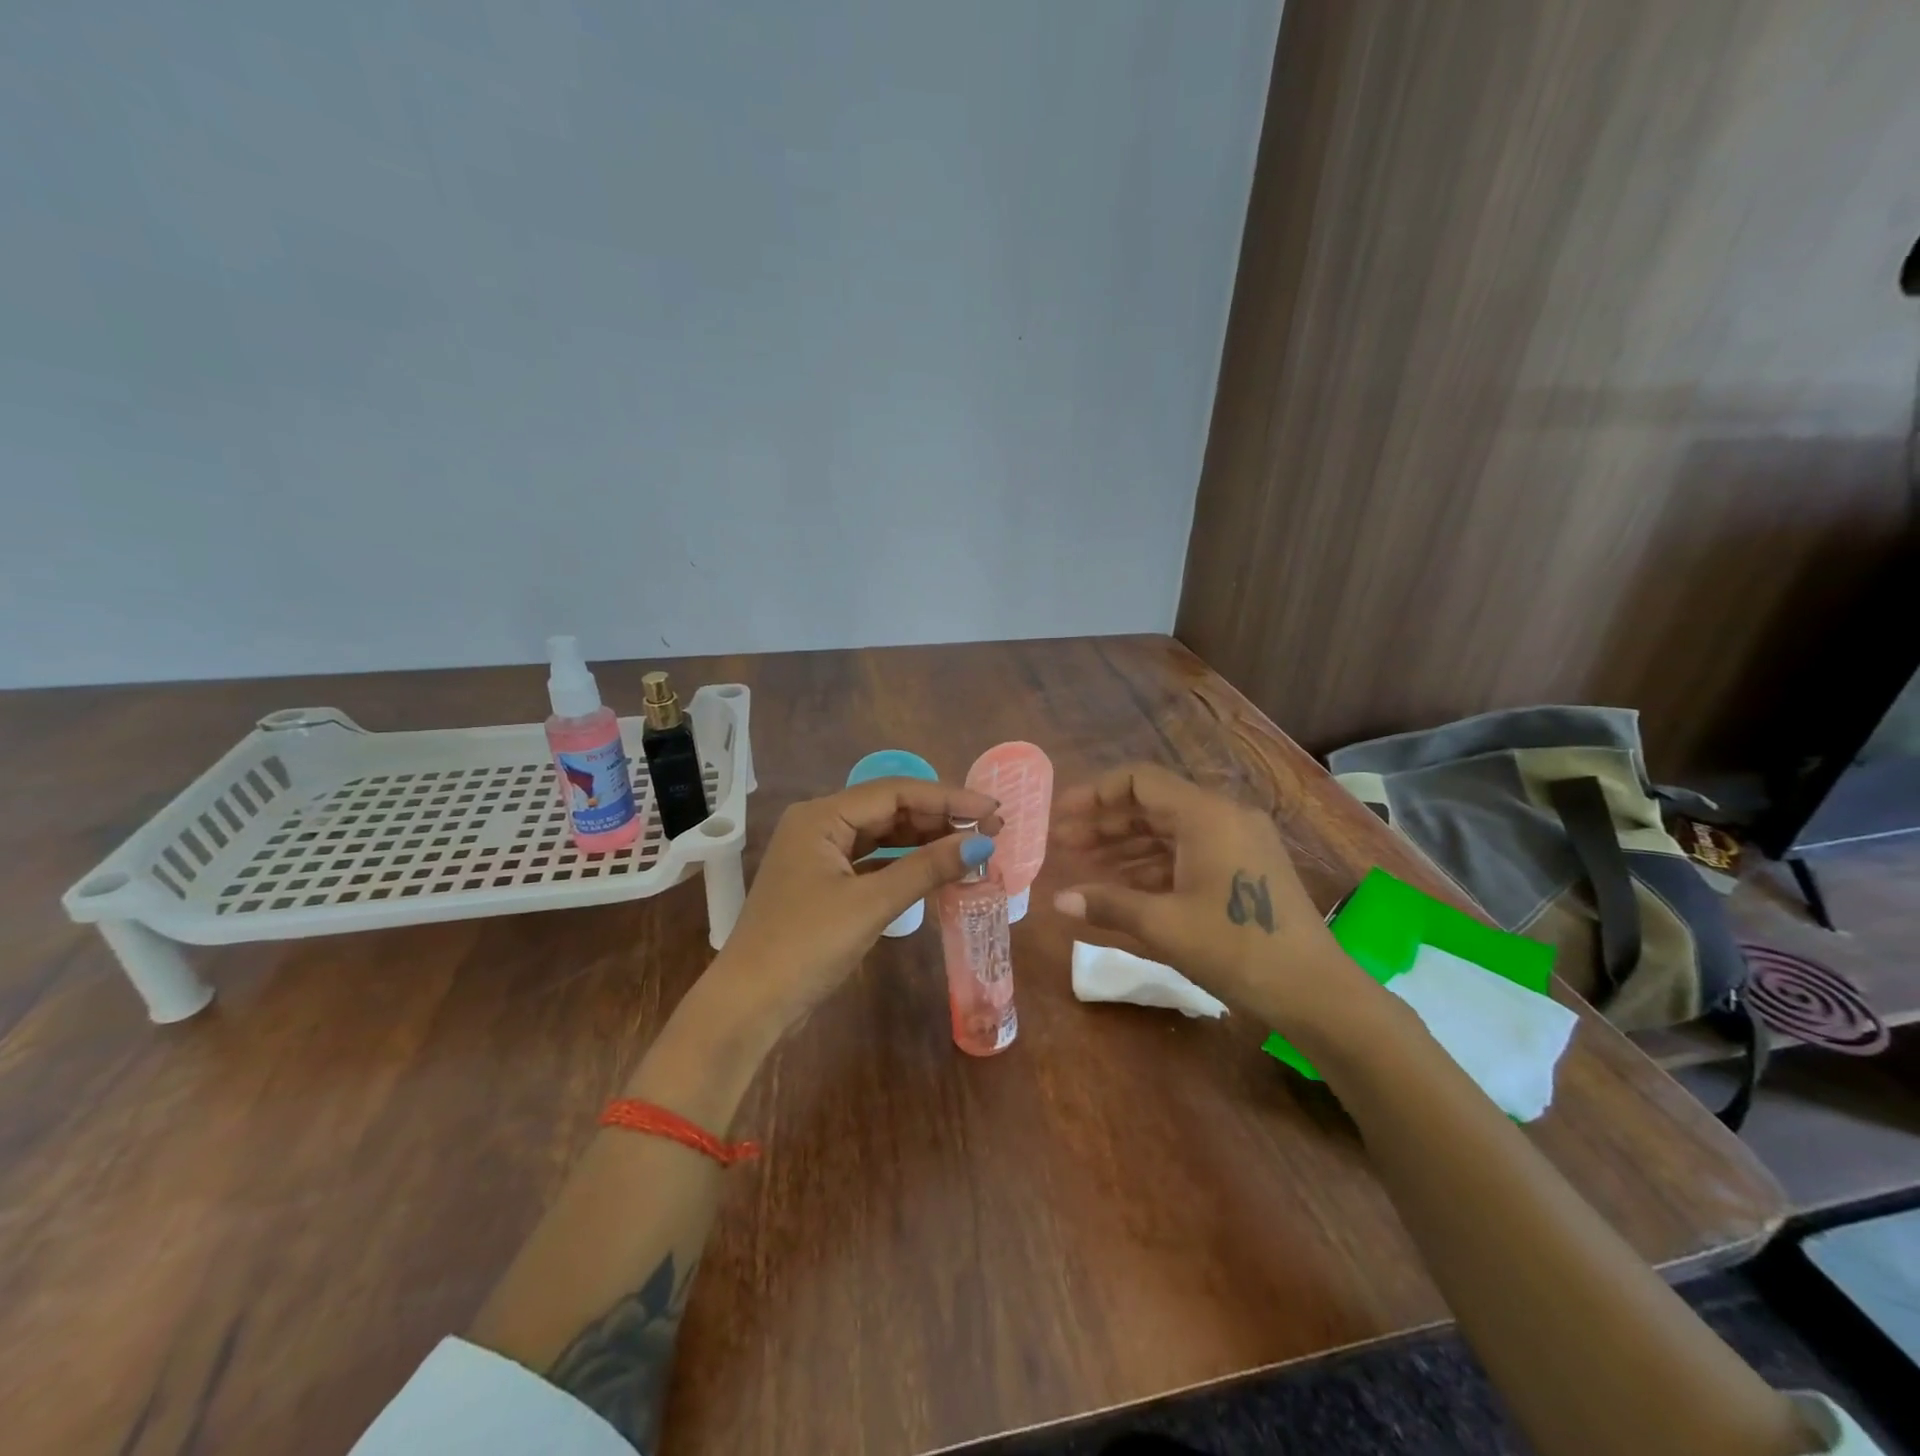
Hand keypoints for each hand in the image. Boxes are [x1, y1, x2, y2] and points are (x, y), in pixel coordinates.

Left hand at [701, 778, 1002, 1041]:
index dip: (947, 798)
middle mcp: (818, 825)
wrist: (749, 1006)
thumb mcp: (871, 904)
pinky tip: (936, 868)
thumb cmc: (805, 946)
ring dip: (925, 839)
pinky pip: (873, 861)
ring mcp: (820, 855)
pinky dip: (905, 864)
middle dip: (940, 817)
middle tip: (990, 829)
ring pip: (882, 835)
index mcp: (820, 816)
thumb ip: (926, 869)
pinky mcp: (824, 884)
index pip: (895, 792)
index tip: (991, 810)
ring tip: (972, 845)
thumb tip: (982, 844)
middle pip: (889, 809)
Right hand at [1050, 763, 1365, 1026]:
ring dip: (1125, 844)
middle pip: (1152, 804)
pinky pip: (1189, 850)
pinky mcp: (1246, 865)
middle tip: (1063, 844)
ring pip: (1169, 829)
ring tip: (1084, 864)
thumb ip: (1108, 904)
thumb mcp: (1164, 925)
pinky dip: (1154, 862)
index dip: (1094, 794)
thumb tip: (1057, 900)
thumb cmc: (1236, 949)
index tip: (1060, 815)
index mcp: (1205, 815)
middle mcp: (1223, 815)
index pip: (1138, 781)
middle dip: (1104, 822)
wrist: (1316, 992)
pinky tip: (1124, 883)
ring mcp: (1239, 839)